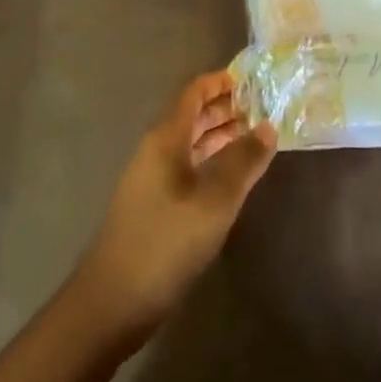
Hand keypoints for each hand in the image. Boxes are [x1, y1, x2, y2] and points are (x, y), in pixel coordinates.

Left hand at [80, 71, 277, 339]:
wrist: (112, 302)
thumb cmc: (166, 242)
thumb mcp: (214, 201)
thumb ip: (243, 162)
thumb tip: (268, 126)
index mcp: (165, 139)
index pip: (192, 94)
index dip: (220, 82)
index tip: (252, 79)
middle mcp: (156, 151)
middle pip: (191, 116)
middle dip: (225, 108)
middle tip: (263, 107)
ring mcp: (152, 180)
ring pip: (190, 144)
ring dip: (220, 136)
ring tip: (256, 136)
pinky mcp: (154, 206)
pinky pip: (188, 168)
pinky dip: (212, 162)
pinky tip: (233, 177)